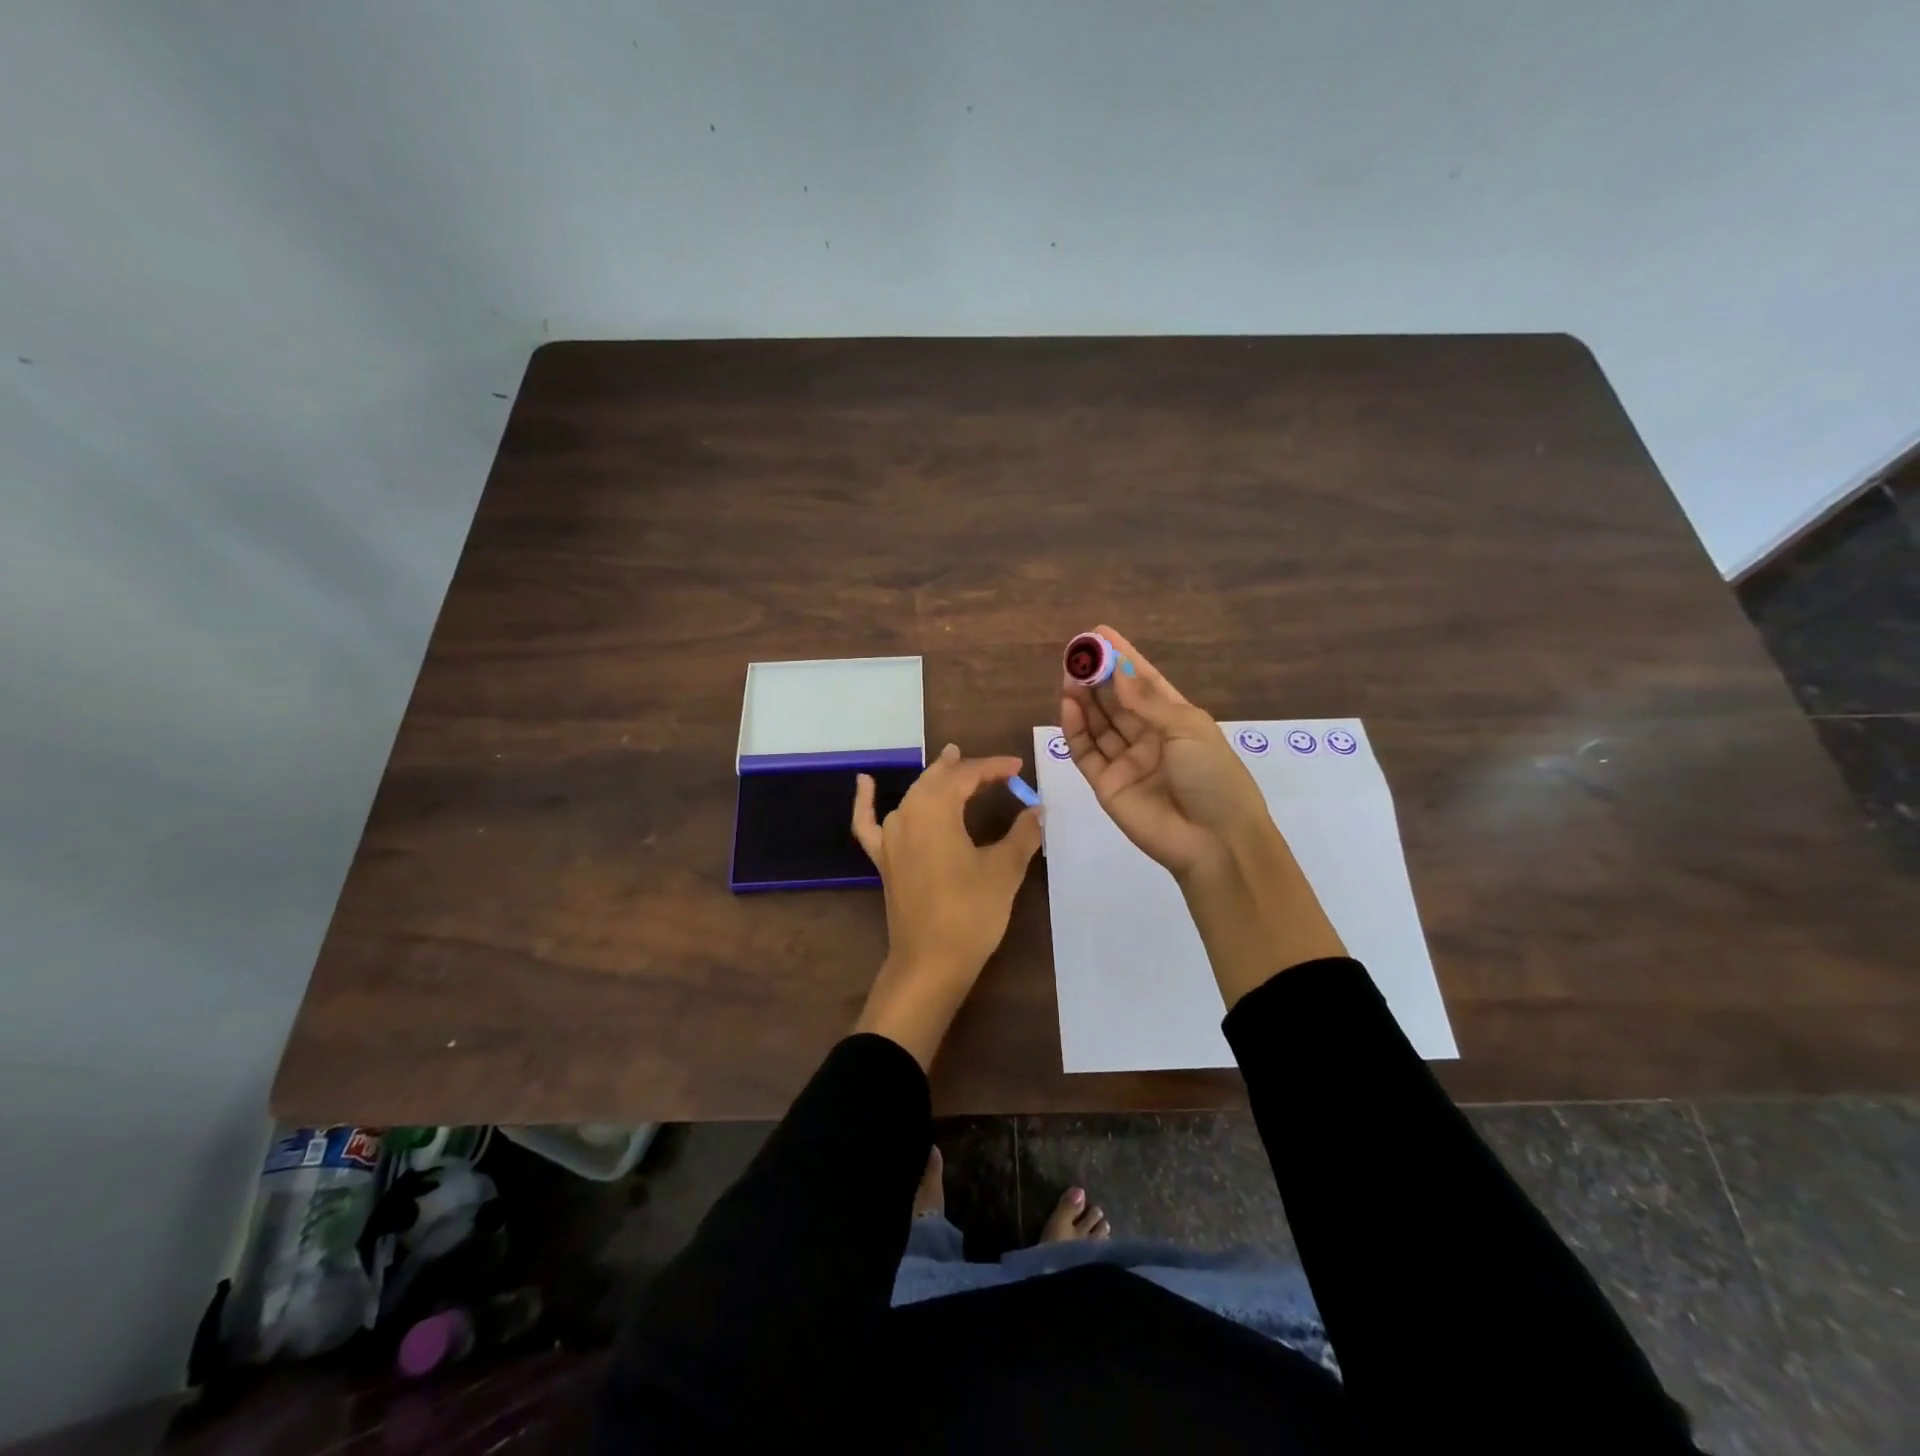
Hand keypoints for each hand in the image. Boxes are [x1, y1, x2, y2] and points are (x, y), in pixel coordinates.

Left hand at [850, 744, 1043, 1067]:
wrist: (930, 962)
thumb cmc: (971, 913)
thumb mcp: (1004, 870)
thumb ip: (1022, 833)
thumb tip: (1038, 810)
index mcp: (937, 810)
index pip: (967, 776)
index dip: (994, 768)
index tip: (1018, 767)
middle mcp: (907, 814)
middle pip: (937, 780)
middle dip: (965, 769)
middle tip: (991, 767)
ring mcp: (890, 837)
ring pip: (913, 795)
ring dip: (934, 780)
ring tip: (950, 765)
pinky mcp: (882, 860)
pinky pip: (868, 822)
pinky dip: (866, 800)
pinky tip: (865, 782)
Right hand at [1059, 624, 1271, 881]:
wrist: (1214, 841)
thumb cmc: (1213, 777)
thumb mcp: (1187, 729)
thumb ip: (1146, 701)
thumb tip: (1117, 671)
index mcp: (1177, 720)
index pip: (1145, 682)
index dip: (1123, 658)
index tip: (1099, 633)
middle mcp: (1149, 737)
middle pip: (1117, 700)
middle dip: (1098, 675)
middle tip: (1077, 652)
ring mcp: (1126, 761)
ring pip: (1098, 723)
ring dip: (1084, 697)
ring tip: (1069, 673)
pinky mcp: (1106, 784)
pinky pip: (1085, 751)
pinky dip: (1075, 728)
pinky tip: (1067, 704)